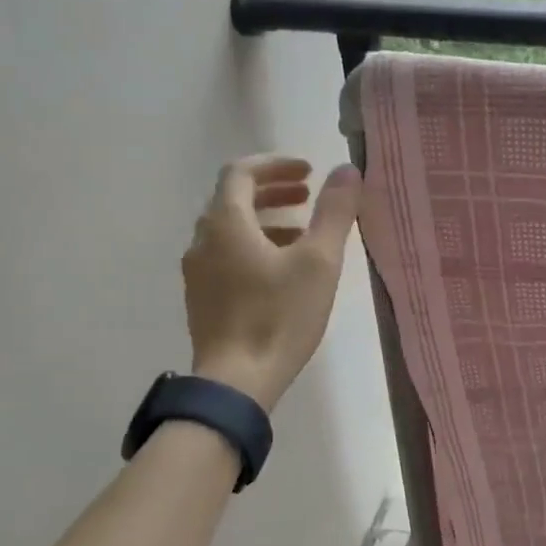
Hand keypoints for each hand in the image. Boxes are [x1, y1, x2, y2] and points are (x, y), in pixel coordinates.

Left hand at [183, 155, 361, 411]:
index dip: (276, 164)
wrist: (237, 381)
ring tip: (303, 233)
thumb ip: (334, 212)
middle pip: (234, 199)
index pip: (242, 172)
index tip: (308, 171)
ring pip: (230, 230)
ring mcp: (198, 272)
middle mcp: (203, 240)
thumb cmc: (279, 316)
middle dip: (272, 191)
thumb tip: (347, 170)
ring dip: (266, 220)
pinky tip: (281, 272)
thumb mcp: (318, 262)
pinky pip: (226, 256)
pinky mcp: (202, 299)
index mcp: (226, 223)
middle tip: (308, 194)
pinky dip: (254, 247)